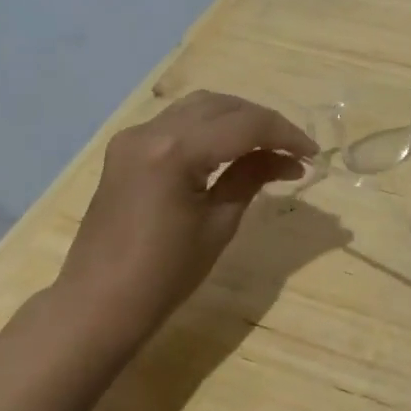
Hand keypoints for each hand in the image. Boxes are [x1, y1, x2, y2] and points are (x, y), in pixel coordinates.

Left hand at [59, 91, 316, 338]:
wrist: (97, 305)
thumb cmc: (164, 275)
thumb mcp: (218, 224)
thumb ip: (252, 178)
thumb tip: (290, 159)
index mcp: (175, 150)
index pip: (244, 124)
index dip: (284, 134)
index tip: (312, 153)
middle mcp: (151, 130)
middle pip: (221, 105)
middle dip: (262, 122)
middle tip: (292, 150)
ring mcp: (133, 136)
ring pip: (198, 107)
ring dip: (235, 118)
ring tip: (265, 146)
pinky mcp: (125, 149)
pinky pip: (176, 122)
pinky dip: (208, 127)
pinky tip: (228, 148)